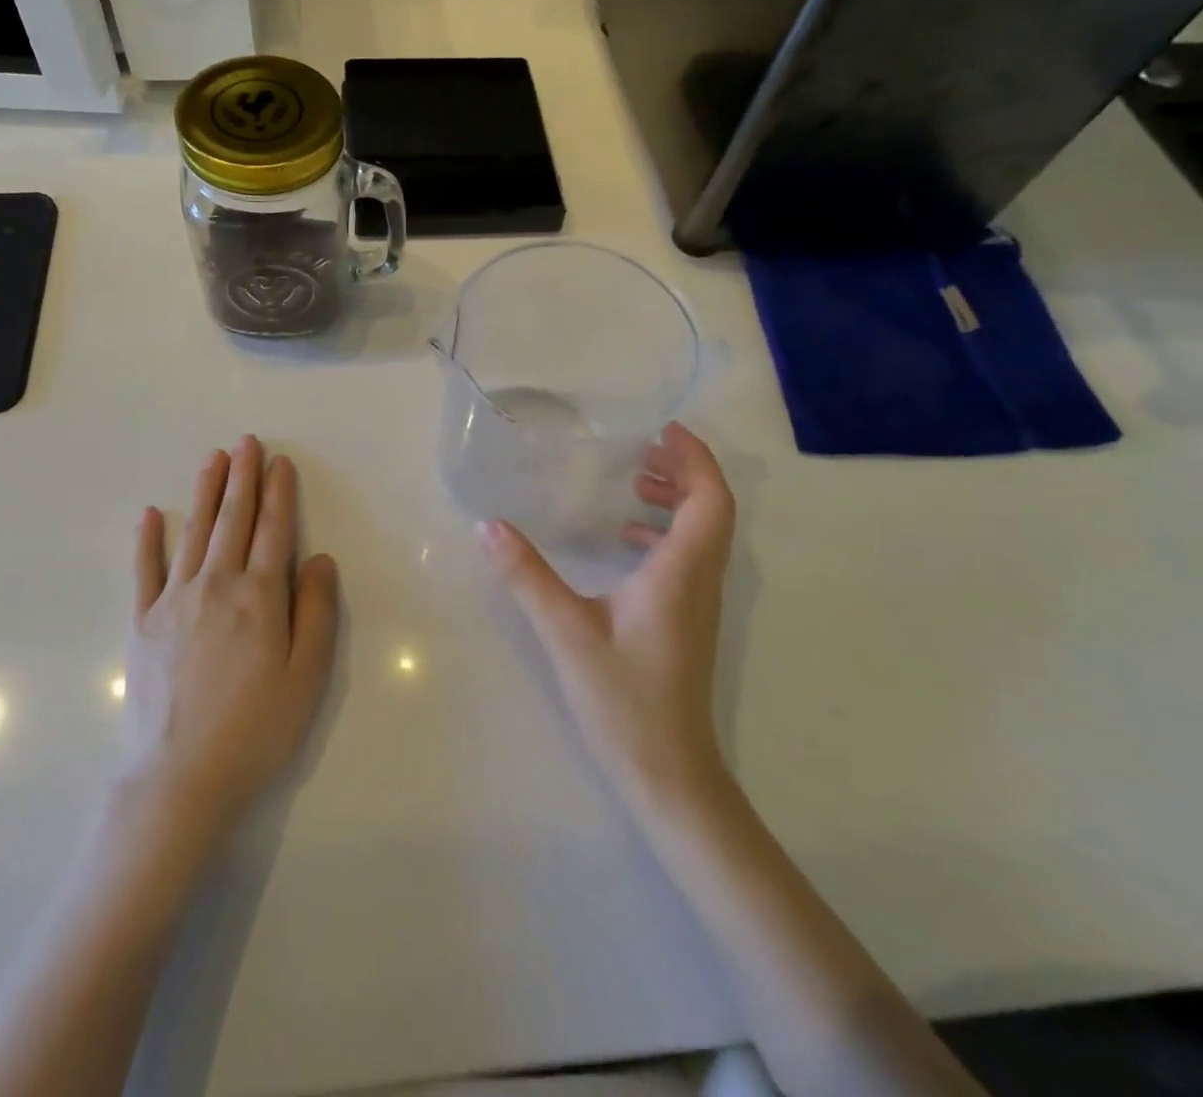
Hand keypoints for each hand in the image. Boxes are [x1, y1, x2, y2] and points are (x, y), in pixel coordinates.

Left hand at [123, 437, 339, 836]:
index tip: (279, 462)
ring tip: (212, 458)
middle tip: (245, 441)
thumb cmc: (256, 730)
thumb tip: (318, 558)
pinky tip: (152, 514)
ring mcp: (174, 601)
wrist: (179, 778)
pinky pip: (145, 570)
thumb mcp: (307, 676)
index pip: (273, 530)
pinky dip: (148, 540)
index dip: (279, 493)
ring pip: (195, 532)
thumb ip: (316, 611)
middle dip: (242, 477)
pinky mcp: (142, 623)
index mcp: (259, 597)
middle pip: (234, 520)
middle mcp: (216, 585)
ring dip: (205, 492)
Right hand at [480, 422, 734, 811]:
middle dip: (685, 471)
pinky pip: (688, 558)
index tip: (664, 431)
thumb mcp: (566, 631)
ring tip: (635, 483)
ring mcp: (698, 603)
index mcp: (681, 571)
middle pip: (713, 510)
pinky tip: (625, 540)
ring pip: (703, 534)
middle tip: (644, 450)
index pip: (711, 499)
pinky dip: (665, 534)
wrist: (668, 772)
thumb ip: (527, 575)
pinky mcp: (687, 621)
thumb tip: (490, 526)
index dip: (695, 459)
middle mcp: (700, 580)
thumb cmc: (623, 697)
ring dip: (677, 501)